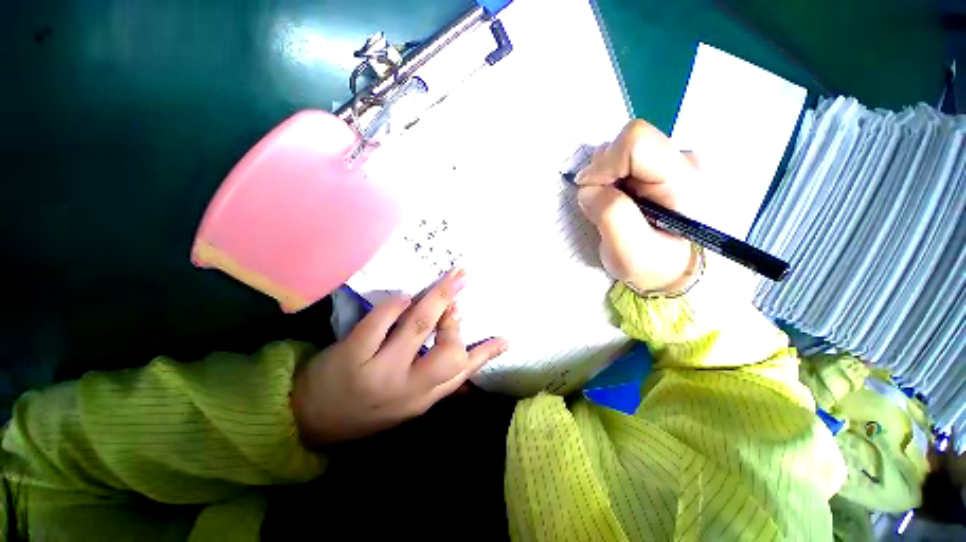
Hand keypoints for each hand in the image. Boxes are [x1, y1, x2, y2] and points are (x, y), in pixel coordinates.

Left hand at [291, 269, 507, 446]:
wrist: (310, 422)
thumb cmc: (365, 409)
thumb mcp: (406, 404)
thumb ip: (437, 382)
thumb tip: (468, 363)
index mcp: (423, 398)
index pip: (462, 374)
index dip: (486, 354)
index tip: (504, 339)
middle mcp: (407, 388)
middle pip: (448, 352)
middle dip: (455, 322)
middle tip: (454, 303)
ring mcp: (379, 371)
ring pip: (418, 327)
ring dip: (437, 299)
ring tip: (450, 279)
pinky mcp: (351, 357)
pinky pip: (380, 323)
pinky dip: (397, 304)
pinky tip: (405, 296)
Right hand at [576, 120, 702, 292]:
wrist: (673, 271)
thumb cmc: (654, 266)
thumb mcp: (629, 251)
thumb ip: (609, 214)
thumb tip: (588, 187)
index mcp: (683, 180)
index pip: (636, 142)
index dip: (605, 165)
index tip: (593, 194)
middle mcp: (683, 161)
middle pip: (627, 143)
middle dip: (603, 175)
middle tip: (603, 206)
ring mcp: (672, 162)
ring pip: (621, 151)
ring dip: (605, 179)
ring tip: (614, 207)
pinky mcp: (660, 167)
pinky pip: (623, 161)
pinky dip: (610, 180)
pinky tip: (619, 201)